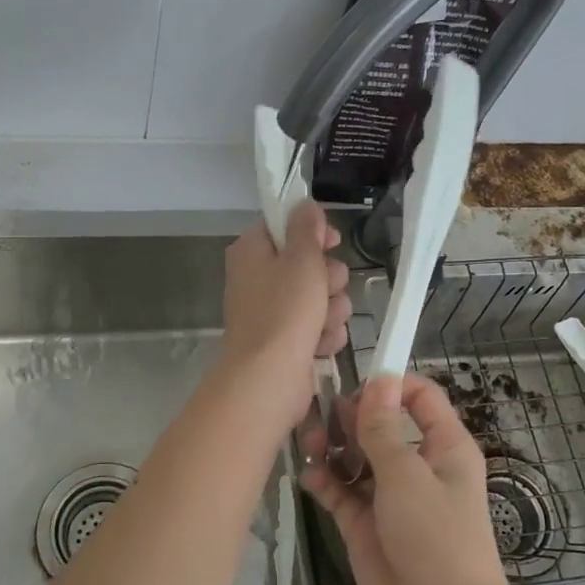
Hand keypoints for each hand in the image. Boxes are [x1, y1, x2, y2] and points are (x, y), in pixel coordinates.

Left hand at [219, 202, 351, 425]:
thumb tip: (305, 205)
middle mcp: (259, 278)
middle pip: (309, 264)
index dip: (313, 233)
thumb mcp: (301, 259)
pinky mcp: (288, 341)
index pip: (286, 226)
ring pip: (321, 297)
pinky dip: (324, 336)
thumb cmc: (284, 312)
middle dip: (329, 279)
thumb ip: (307, 228)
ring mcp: (273, 312)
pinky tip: (319, 346)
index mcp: (252, 251)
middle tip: (325, 289)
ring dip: (331, 310)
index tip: (331, 242)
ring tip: (321, 325)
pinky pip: (319, 327)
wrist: (268, 379)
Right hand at [302, 374, 511, 584]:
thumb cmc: (436, 538)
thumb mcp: (407, 475)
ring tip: (310, 444)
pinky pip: (341, 491)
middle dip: (351, 416)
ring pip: (356, 456)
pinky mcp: (365, 525)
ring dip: (333, 446)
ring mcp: (389, 496)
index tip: (354, 386)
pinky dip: (325, 481)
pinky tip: (309, 477)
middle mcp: (417, 466)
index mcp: (443, 446)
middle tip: (322, 418)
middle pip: (380, 424)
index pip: (420, 397)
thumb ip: (383, 427)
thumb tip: (378, 379)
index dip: (389, 385)